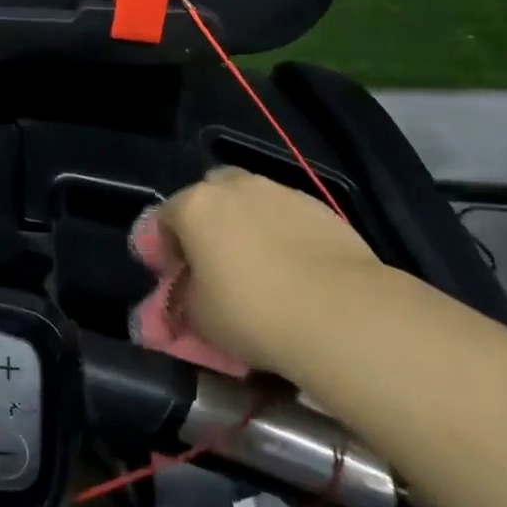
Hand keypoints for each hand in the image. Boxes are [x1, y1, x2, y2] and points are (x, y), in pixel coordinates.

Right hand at [153, 167, 381, 375]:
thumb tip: (181, 300)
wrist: (342, 313)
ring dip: (249, 224)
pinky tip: (298, 270)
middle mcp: (233, 187)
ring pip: (252, 201)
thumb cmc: (253, 312)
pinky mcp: (319, 207)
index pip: (164, 219)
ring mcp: (279, 192)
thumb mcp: (200, 319)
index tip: (178, 280)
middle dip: (208, 222)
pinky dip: (285, 234)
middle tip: (217, 262)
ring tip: (263, 267)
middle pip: (209, 195)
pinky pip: (289, 216)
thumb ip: (183, 301)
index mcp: (194, 206)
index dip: (166, 250)